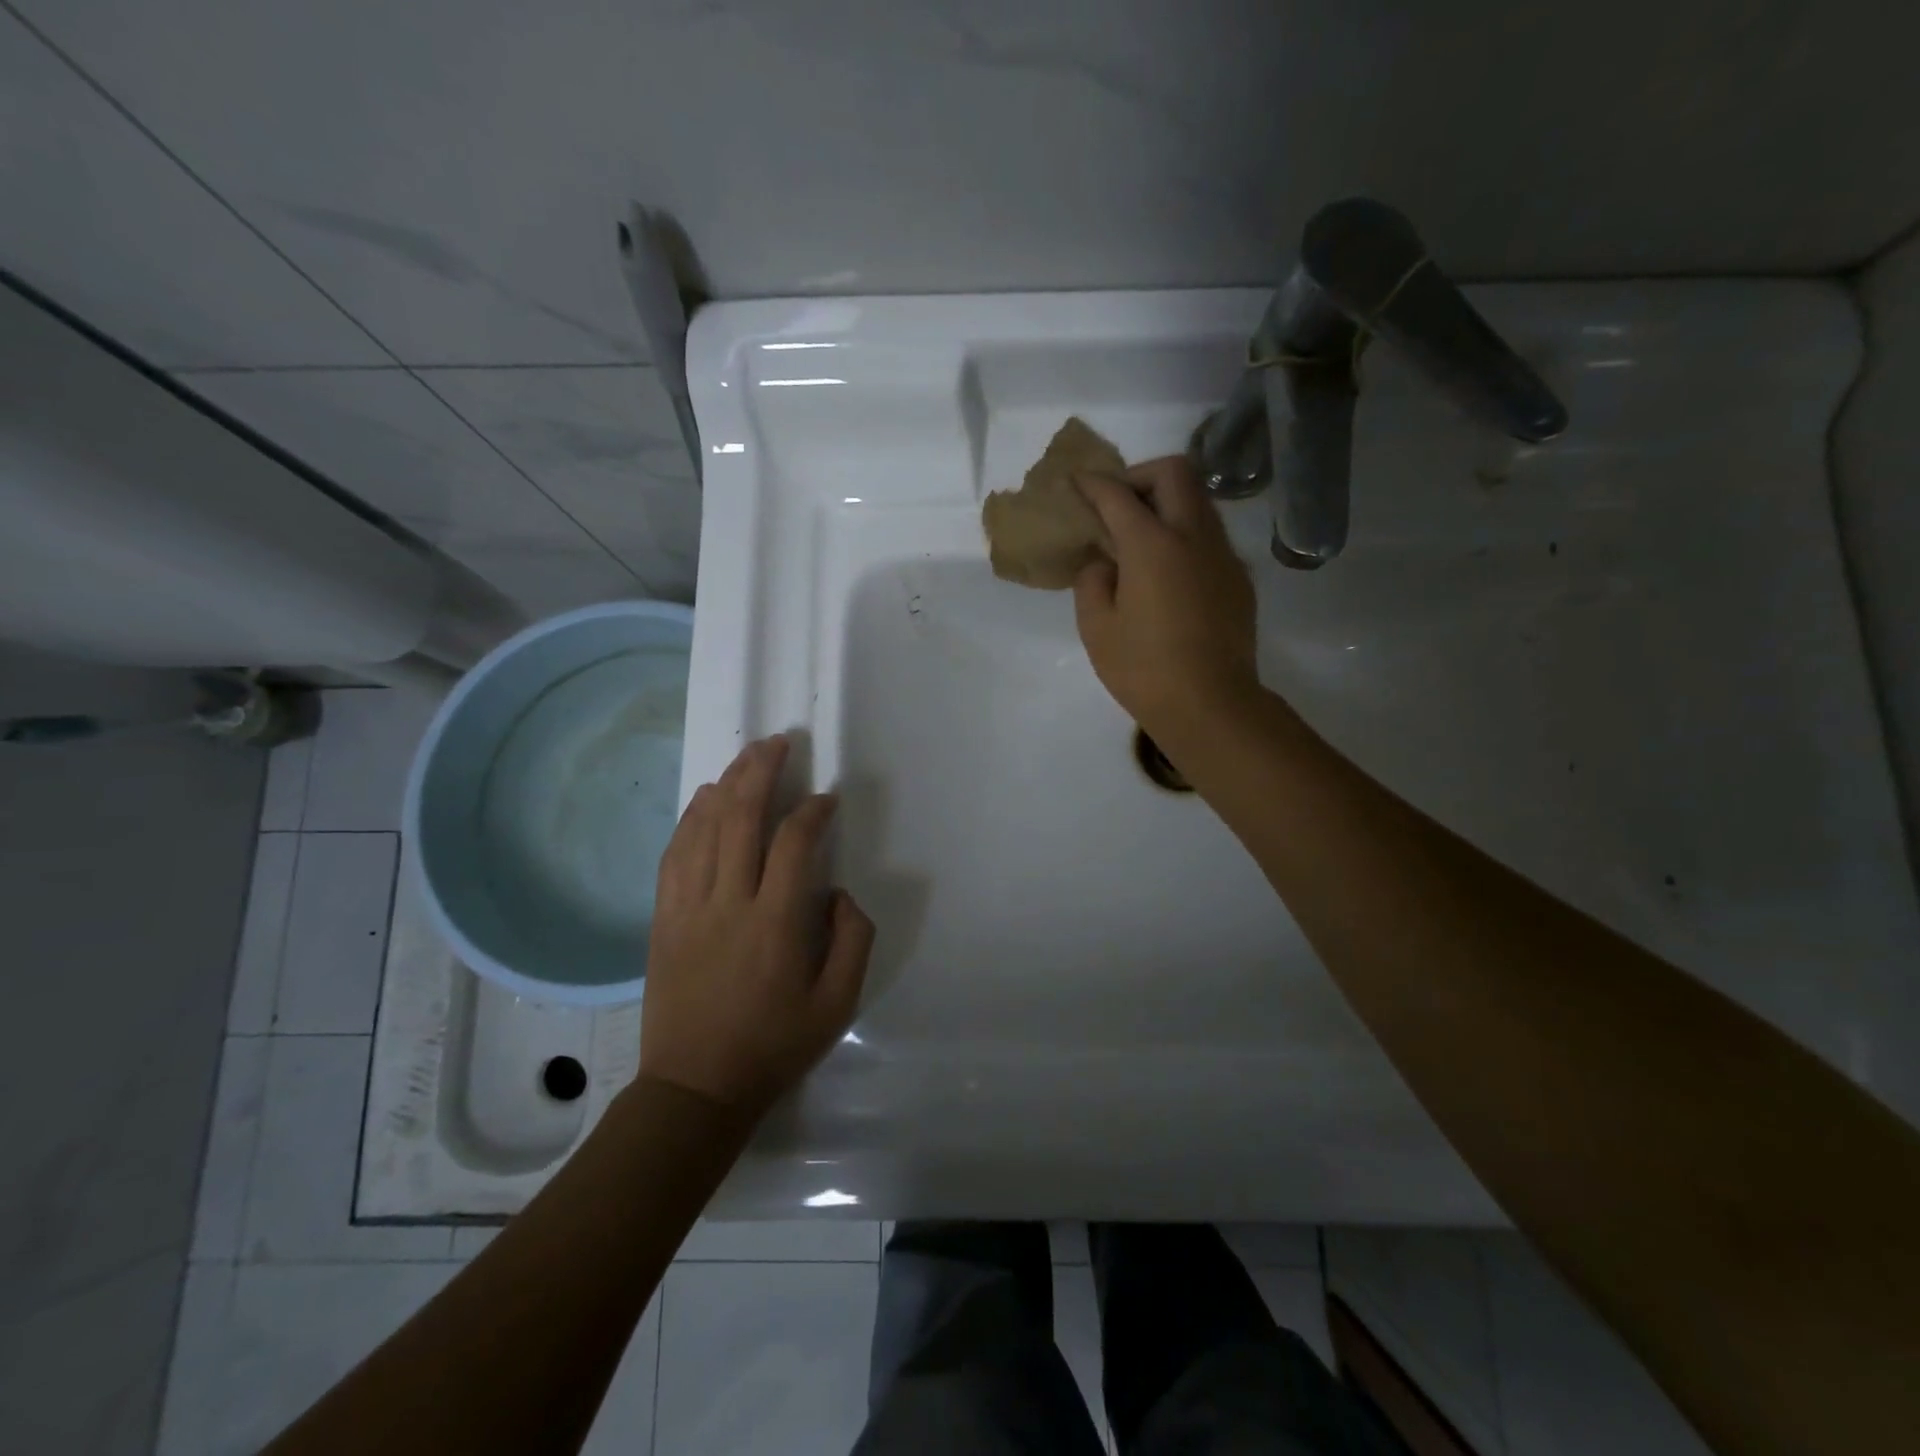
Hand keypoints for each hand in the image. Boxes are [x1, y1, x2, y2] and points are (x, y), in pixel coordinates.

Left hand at [641, 735, 874, 1114]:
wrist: (696, 1089)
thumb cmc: (774, 1047)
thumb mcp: (838, 1004)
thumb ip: (853, 940)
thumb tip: (838, 892)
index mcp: (776, 924)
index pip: (794, 843)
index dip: (812, 811)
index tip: (827, 799)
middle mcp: (728, 904)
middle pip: (741, 819)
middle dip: (761, 772)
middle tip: (778, 742)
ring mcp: (688, 909)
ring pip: (703, 829)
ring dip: (726, 786)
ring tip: (746, 758)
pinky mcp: (663, 919)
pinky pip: (674, 855)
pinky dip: (690, 820)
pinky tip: (703, 800)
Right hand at [1072, 456, 1259, 739]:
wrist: (1211, 705)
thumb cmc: (1143, 670)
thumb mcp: (1097, 627)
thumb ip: (1093, 581)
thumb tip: (1104, 562)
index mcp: (1152, 545)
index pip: (1117, 495)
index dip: (1093, 483)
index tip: (1076, 482)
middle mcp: (1193, 536)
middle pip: (1174, 473)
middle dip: (1139, 476)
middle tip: (1116, 505)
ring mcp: (1223, 555)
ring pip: (1198, 500)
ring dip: (1167, 502)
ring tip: (1139, 536)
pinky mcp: (1239, 578)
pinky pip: (1210, 535)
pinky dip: (1184, 534)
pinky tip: (1167, 572)